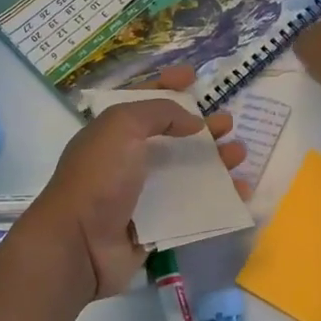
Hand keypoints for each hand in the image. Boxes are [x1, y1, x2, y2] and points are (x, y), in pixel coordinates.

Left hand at [15, 65, 246, 300]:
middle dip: (201, 126)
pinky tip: (241, 192)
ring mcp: (142, 196)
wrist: (80, 244)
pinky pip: (193, 209)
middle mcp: (127, 161)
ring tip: (239, 153)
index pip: (142, 101)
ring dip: (215, 161)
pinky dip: (218, 199)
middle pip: (171, 137)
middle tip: (228, 122)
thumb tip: (193, 122)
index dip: (166, 85)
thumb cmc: (99, 177)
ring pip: (186, 173)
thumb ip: (159, 113)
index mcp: (113, 133)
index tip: (193, 76)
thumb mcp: (121, 126)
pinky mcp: (157, 227)